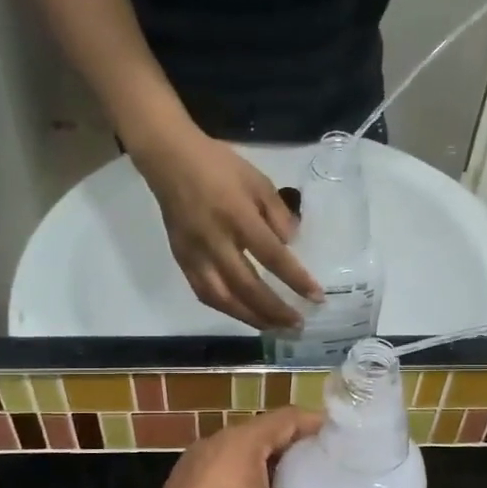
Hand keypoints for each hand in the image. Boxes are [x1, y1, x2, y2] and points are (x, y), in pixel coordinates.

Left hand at [121, 408, 342, 487]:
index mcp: (241, 442)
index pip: (287, 418)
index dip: (316, 423)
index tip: (341, 436)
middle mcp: (216, 443)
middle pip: (264, 434)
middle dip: (296, 447)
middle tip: (326, 465)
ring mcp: (194, 465)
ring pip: (243, 455)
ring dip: (271, 467)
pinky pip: (225, 473)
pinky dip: (248, 481)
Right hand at [134, 126, 321, 328]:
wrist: (170, 159)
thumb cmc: (219, 166)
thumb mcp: (258, 180)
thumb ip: (278, 213)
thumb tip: (292, 244)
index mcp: (237, 216)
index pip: (272, 256)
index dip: (295, 280)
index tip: (316, 297)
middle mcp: (215, 241)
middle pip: (247, 286)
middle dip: (274, 310)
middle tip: (297, 325)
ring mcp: (195, 254)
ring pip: (222, 298)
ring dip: (250, 318)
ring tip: (273, 328)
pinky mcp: (182, 260)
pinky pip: (204, 293)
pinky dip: (227, 309)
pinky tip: (244, 315)